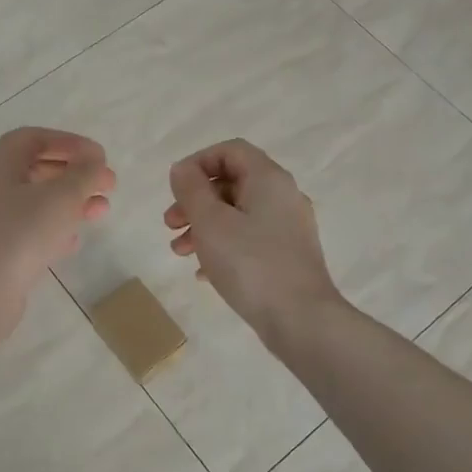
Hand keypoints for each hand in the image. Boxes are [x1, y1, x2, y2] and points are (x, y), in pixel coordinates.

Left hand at [0, 128, 114, 337]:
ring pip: (36, 201)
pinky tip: (73, 241)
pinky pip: (29, 229)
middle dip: (75, 175)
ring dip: (70, 202)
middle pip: (37, 168)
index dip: (70, 143)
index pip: (35, 138)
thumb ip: (84, 175)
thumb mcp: (61, 197)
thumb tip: (95, 162)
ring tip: (101, 212)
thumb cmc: (19, 232)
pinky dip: (54, 229)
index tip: (99, 157)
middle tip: (108, 185)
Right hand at [164, 139, 342, 340]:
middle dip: (196, 200)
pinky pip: (249, 240)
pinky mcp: (288, 256)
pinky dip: (223, 246)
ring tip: (180, 251)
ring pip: (238, 214)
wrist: (301, 320)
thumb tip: (183, 170)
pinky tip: (203, 272)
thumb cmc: (250, 264)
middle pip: (232, 183)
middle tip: (170, 223)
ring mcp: (289, 228)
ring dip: (204, 226)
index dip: (198, 162)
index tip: (175, 188)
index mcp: (269, 179)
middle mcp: (283, 196)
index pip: (231, 150)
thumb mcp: (210, 222)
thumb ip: (192, 189)